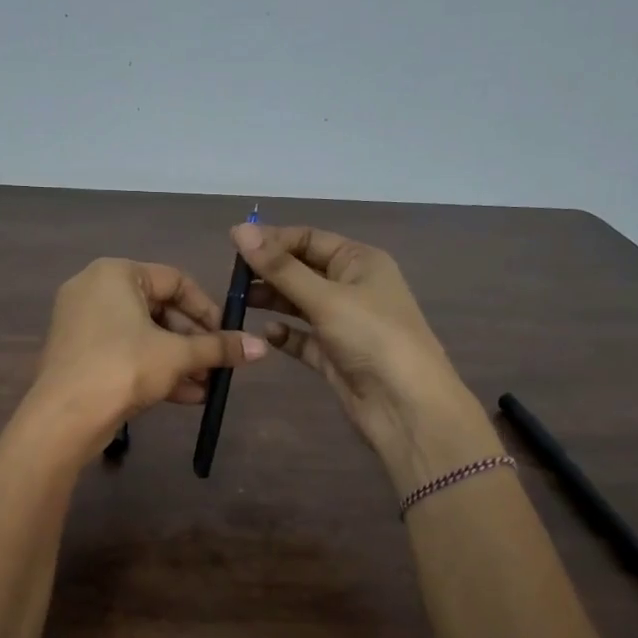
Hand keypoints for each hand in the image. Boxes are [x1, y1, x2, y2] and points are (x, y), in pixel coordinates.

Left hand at [29, 257, 267, 453]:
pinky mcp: (79, 352)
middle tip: (218, 365)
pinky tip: (186, 396)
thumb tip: (262, 347)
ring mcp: (83, 321)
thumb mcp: (177, 356)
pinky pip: (124, 351)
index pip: (176, 281)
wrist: (64, 417)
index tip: (228, 336)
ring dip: (179, 360)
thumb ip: (218, 348)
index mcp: (116, 273)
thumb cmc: (123, 368)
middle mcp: (95, 289)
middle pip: (160, 309)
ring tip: (208, 386)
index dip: (207, 309)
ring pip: (143, 334)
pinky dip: (153, 368)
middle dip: (193, 341)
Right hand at [232, 223, 500, 487]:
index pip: (308, 238)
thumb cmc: (372, 338)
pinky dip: (285, 334)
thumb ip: (280, 267)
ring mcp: (344, 322)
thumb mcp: (325, 297)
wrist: (407, 407)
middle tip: (230, 279)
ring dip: (271, 300)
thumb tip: (239, 229)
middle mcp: (352, 286)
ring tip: (238, 302)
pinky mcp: (334, 354)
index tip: (232, 244)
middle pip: (301, 269)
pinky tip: (265, 334)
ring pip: (299, 303)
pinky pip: (302, 337)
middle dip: (268, 271)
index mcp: (360, 261)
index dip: (272, 239)